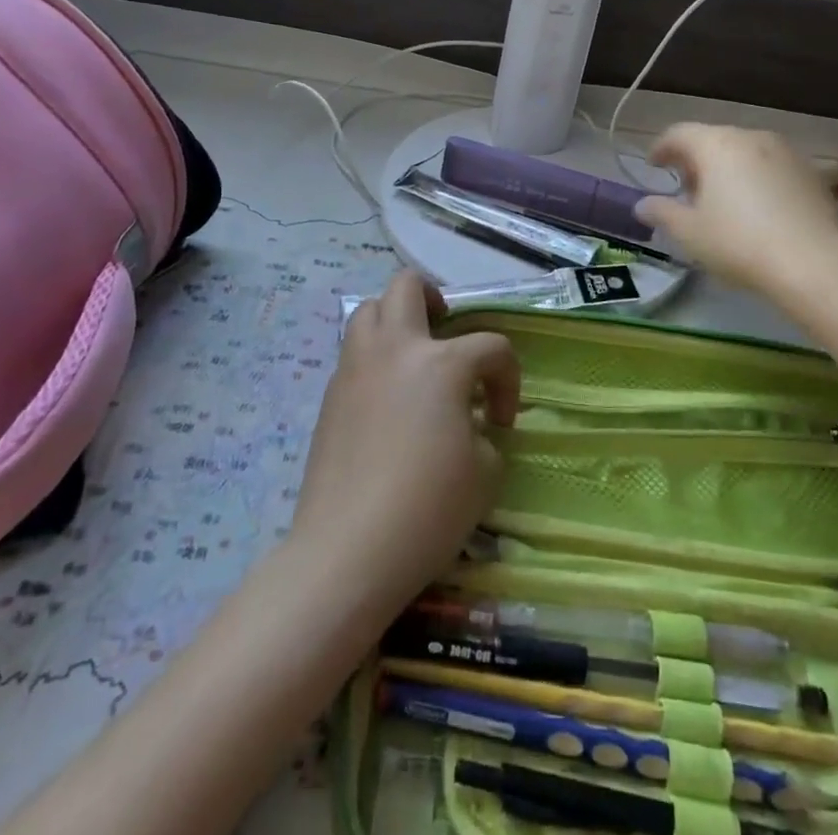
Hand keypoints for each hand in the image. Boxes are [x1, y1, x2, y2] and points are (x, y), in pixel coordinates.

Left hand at [290, 271, 519, 609]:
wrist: (348, 551)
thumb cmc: (427, 509)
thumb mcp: (485, 473)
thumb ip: (484, 432)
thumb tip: (468, 425)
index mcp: (441, 363)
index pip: (491, 347)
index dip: (508, 379)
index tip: (502, 421)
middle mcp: (395, 350)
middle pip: (407, 286)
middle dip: (434, 296)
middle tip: (447, 330)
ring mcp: (355, 369)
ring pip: (368, 309)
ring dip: (395, 319)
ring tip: (413, 356)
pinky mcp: (329, 396)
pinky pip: (353, 352)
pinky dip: (374, 357)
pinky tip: (387, 397)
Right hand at [634, 124, 837, 301]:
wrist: (814, 264)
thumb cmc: (739, 242)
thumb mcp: (689, 233)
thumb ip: (662, 213)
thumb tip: (642, 205)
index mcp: (717, 144)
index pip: (680, 134)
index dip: (662, 148)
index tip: (654, 166)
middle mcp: (752, 137)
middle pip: (714, 139)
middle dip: (695, 161)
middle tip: (686, 190)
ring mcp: (786, 152)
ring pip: (745, 151)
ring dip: (727, 168)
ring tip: (722, 201)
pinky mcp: (811, 173)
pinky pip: (772, 167)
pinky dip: (756, 179)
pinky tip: (757, 209)